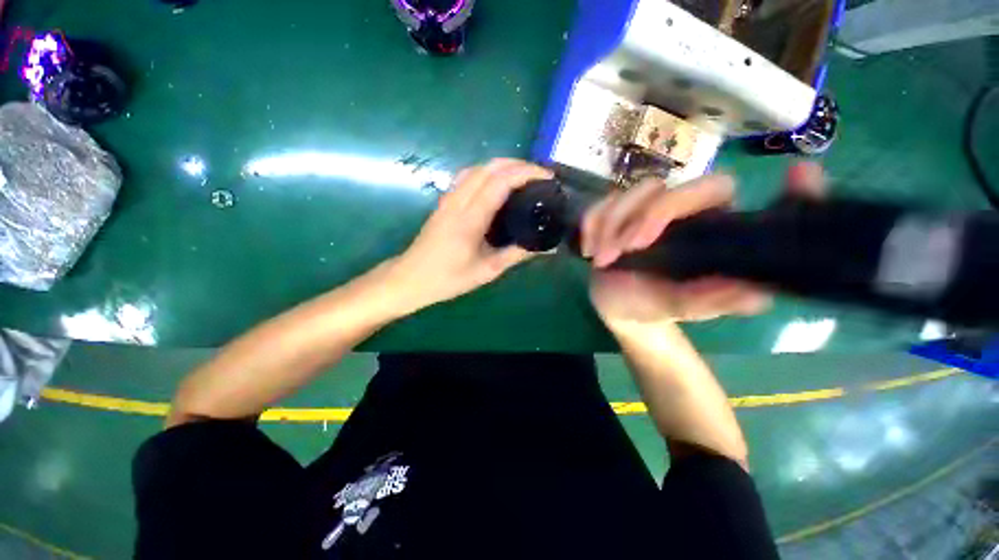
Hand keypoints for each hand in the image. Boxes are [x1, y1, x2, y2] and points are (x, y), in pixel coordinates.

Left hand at [389, 159, 552, 309]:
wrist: (411, 278)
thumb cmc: (449, 278)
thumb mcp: (487, 271)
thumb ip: (517, 255)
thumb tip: (547, 248)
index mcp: (470, 219)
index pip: (500, 182)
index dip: (526, 173)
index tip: (547, 178)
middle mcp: (458, 201)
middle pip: (489, 167)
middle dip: (518, 164)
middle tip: (540, 176)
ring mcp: (448, 198)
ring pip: (477, 168)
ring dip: (502, 165)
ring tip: (523, 176)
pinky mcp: (444, 201)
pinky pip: (467, 176)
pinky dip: (487, 172)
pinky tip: (497, 184)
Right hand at [584, 162, 826, 327]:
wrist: (617, 305)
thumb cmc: (652, 306)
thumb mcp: (681, 307)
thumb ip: (711, 300)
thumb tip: (757, 295)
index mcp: (708, 230)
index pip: (738, 200)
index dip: (773, 187)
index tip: (800, 175)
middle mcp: (682, 212)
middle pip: (674, 188)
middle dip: (647, 216)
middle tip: (625, 249)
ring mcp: (645, 209)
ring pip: (633, 192)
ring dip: (611, 224)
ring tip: (601, 258)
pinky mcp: (614, 213)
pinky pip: (601, 204)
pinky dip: (591, 224)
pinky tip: (587, 249)